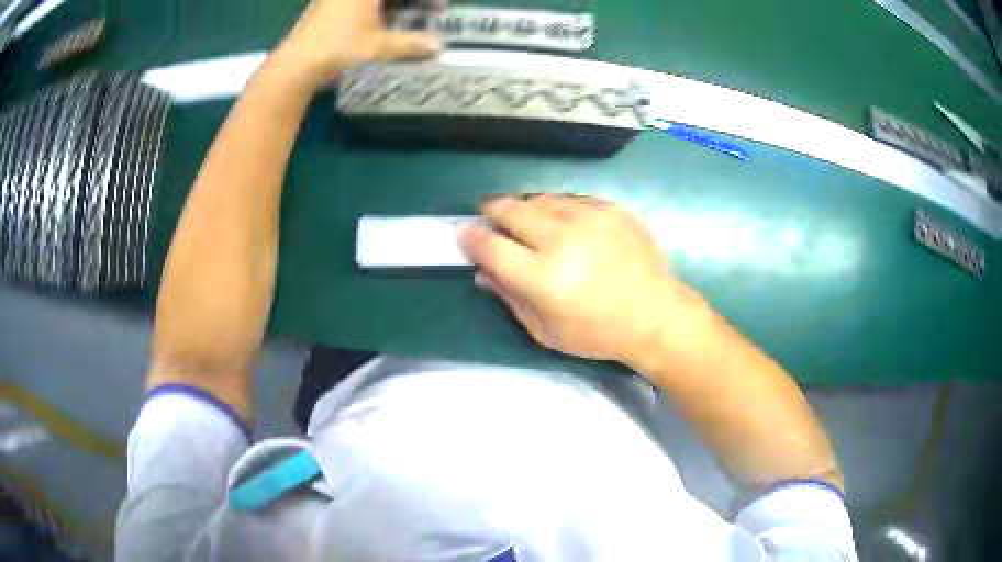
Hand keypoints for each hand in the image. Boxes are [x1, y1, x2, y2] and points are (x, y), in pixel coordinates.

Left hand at [276, 0, 441, 85]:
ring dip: (391, 5)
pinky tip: (378, 21)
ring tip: (404, 17)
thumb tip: (437, 47)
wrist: (298, 61)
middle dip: (410, 3)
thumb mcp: (379, 46)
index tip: (437, 7)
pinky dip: (373, 8)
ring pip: (372, 0)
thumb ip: (411, 44)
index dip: (425, 1)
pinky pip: (357, 3)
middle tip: (426, 11)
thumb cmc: (340, 47)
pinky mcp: (326, 4)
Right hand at [459, 194, 706, 368]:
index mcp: (543, 277)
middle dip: (494, 210)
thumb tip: (483, 271)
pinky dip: (560, 207)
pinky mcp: (613, 209)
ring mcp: (592, 219)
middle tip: (489, 214)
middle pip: (512, 210)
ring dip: (527, 207)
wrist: (656, 316)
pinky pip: (573, 199)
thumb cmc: (598, 333)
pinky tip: (563, 221)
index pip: (492, 247)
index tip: (463, 232)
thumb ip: (510, 297)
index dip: (472, 238)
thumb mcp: (546, 331)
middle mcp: (564, 239)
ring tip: (526, 218)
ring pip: (542, 199)